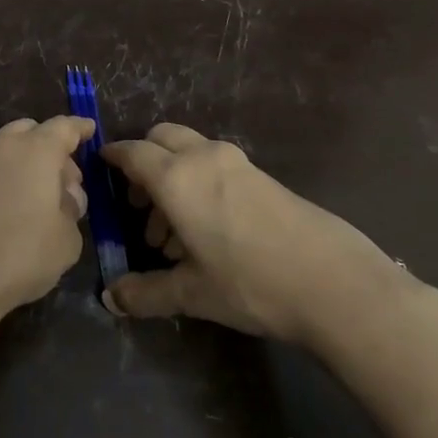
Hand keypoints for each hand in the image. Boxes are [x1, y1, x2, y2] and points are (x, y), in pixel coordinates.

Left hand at [0, 116, 93, 335]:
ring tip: (35, 198)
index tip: (89, 129)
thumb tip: (63, 197)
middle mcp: (0, 147)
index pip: (63, 128)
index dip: (79, 128)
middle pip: (29, 132)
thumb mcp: (66, 240)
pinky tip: (7, 210)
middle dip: (49, 147)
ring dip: (22, 164)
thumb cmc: (20, 254)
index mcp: (35, 151)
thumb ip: (70, 210)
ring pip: (2, 150)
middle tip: (64, 180)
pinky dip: (0, 180)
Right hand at [101, 123, 420, 347]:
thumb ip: (144, 293)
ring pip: (191, 152)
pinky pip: (216, 166)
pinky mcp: (265, 178)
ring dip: (173, 176)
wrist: (337, 286)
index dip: (112, 158)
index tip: (100, 167)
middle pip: (162, 137)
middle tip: (140, 204)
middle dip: (144, 161)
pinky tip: (209, 231)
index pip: (132, 153)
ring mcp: (239, 164)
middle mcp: (204, 159)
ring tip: (174, 233)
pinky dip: (200, 183)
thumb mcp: (191, 294)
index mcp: (176, 178)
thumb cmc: (251, 284)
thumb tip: (110, 299)